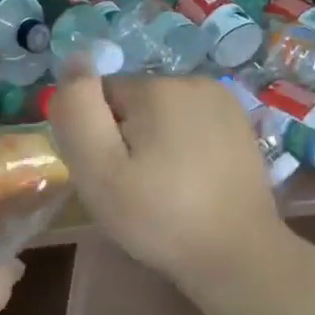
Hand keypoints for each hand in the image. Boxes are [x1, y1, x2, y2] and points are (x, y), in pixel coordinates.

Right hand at [49, 74, 284, 292]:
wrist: (237, 255)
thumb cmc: (158, 216)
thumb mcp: (99, 169)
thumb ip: (78, 111)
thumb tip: (74, 59)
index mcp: (157, 88)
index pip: (100, 97)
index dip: (95, 137)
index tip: (108, 175)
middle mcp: (193, 81)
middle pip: (132, 104)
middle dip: (125, 138)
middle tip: (132, 187)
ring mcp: (224, 102)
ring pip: (162, 115)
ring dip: (154, 143)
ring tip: (163, 188)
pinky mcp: (240, 126)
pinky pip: (191, 126)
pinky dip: (183, 149)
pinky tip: (190, 183)